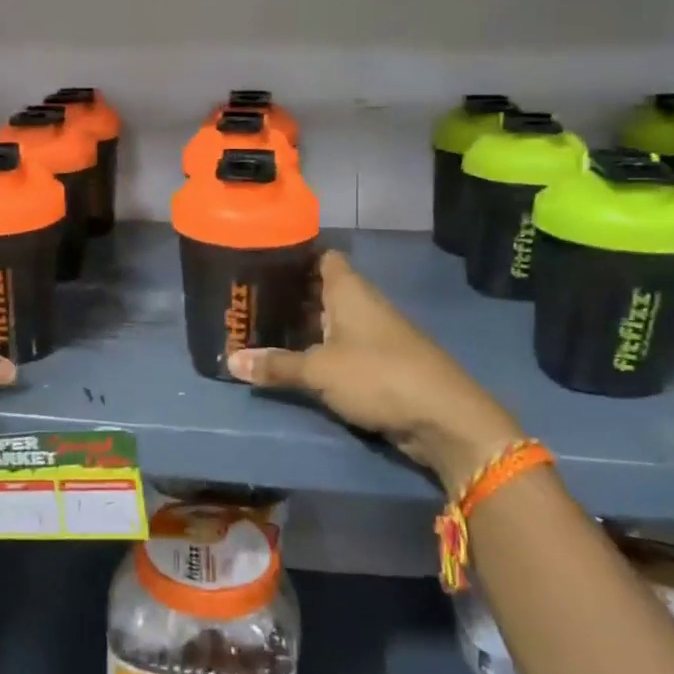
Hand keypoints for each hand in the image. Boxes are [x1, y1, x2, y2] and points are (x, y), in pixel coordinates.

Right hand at [227, 250, 519, 492]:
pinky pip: (341, 348)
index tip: (262, 259)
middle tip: (249, 300)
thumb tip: (231, 361)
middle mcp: (362, 304)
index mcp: (350, 290)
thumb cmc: (378, 375)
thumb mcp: (319, 370)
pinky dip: (319, 350)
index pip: (322, 256)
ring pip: (331, 320)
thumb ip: (276, 365)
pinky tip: (295, 359)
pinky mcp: (380, 363)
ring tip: (262, 328)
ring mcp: (374, 334)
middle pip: (322, 289)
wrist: (443, 418)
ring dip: (303, 326)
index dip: (295, 255)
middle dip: (289, 294)